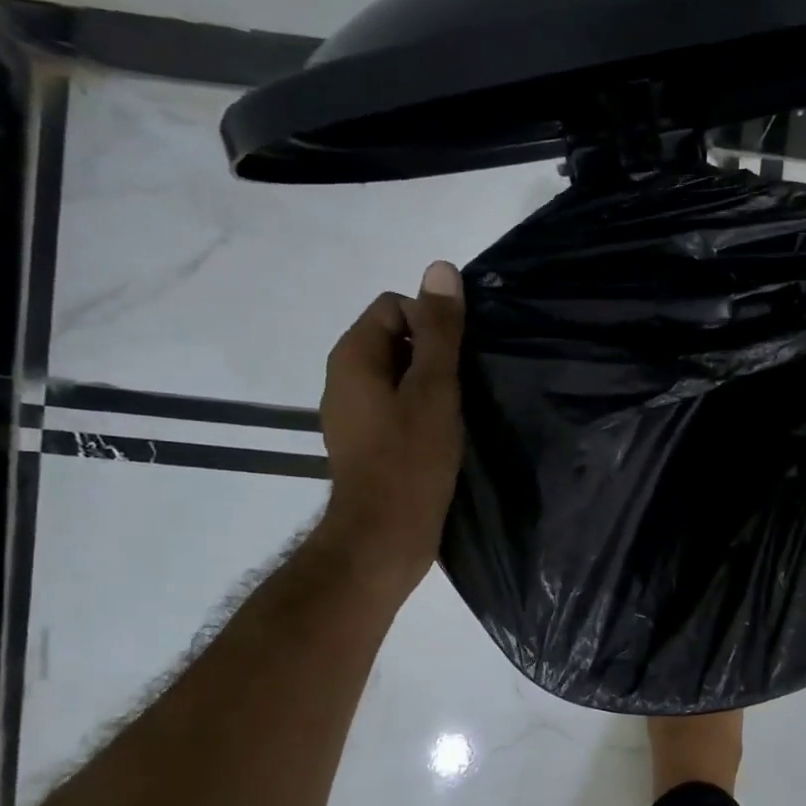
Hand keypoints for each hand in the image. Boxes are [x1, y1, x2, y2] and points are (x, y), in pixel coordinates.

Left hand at [315, 261, 465, 601]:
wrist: (384, 537)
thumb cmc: (411, 459)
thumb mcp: (434, 389)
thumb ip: (440, 331)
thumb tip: (440, 268)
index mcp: (354, 356)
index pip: (394, 306)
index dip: (431, 323)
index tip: (456, 362)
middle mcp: (344, 378)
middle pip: (396, 339)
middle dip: (433, 355)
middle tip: (461, 389)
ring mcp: (352, 414)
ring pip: (398, 377)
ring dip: (429, 386)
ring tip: (456, 414)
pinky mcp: (365, 443)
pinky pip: (395, 408)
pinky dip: (419, 412)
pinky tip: (442, 437)